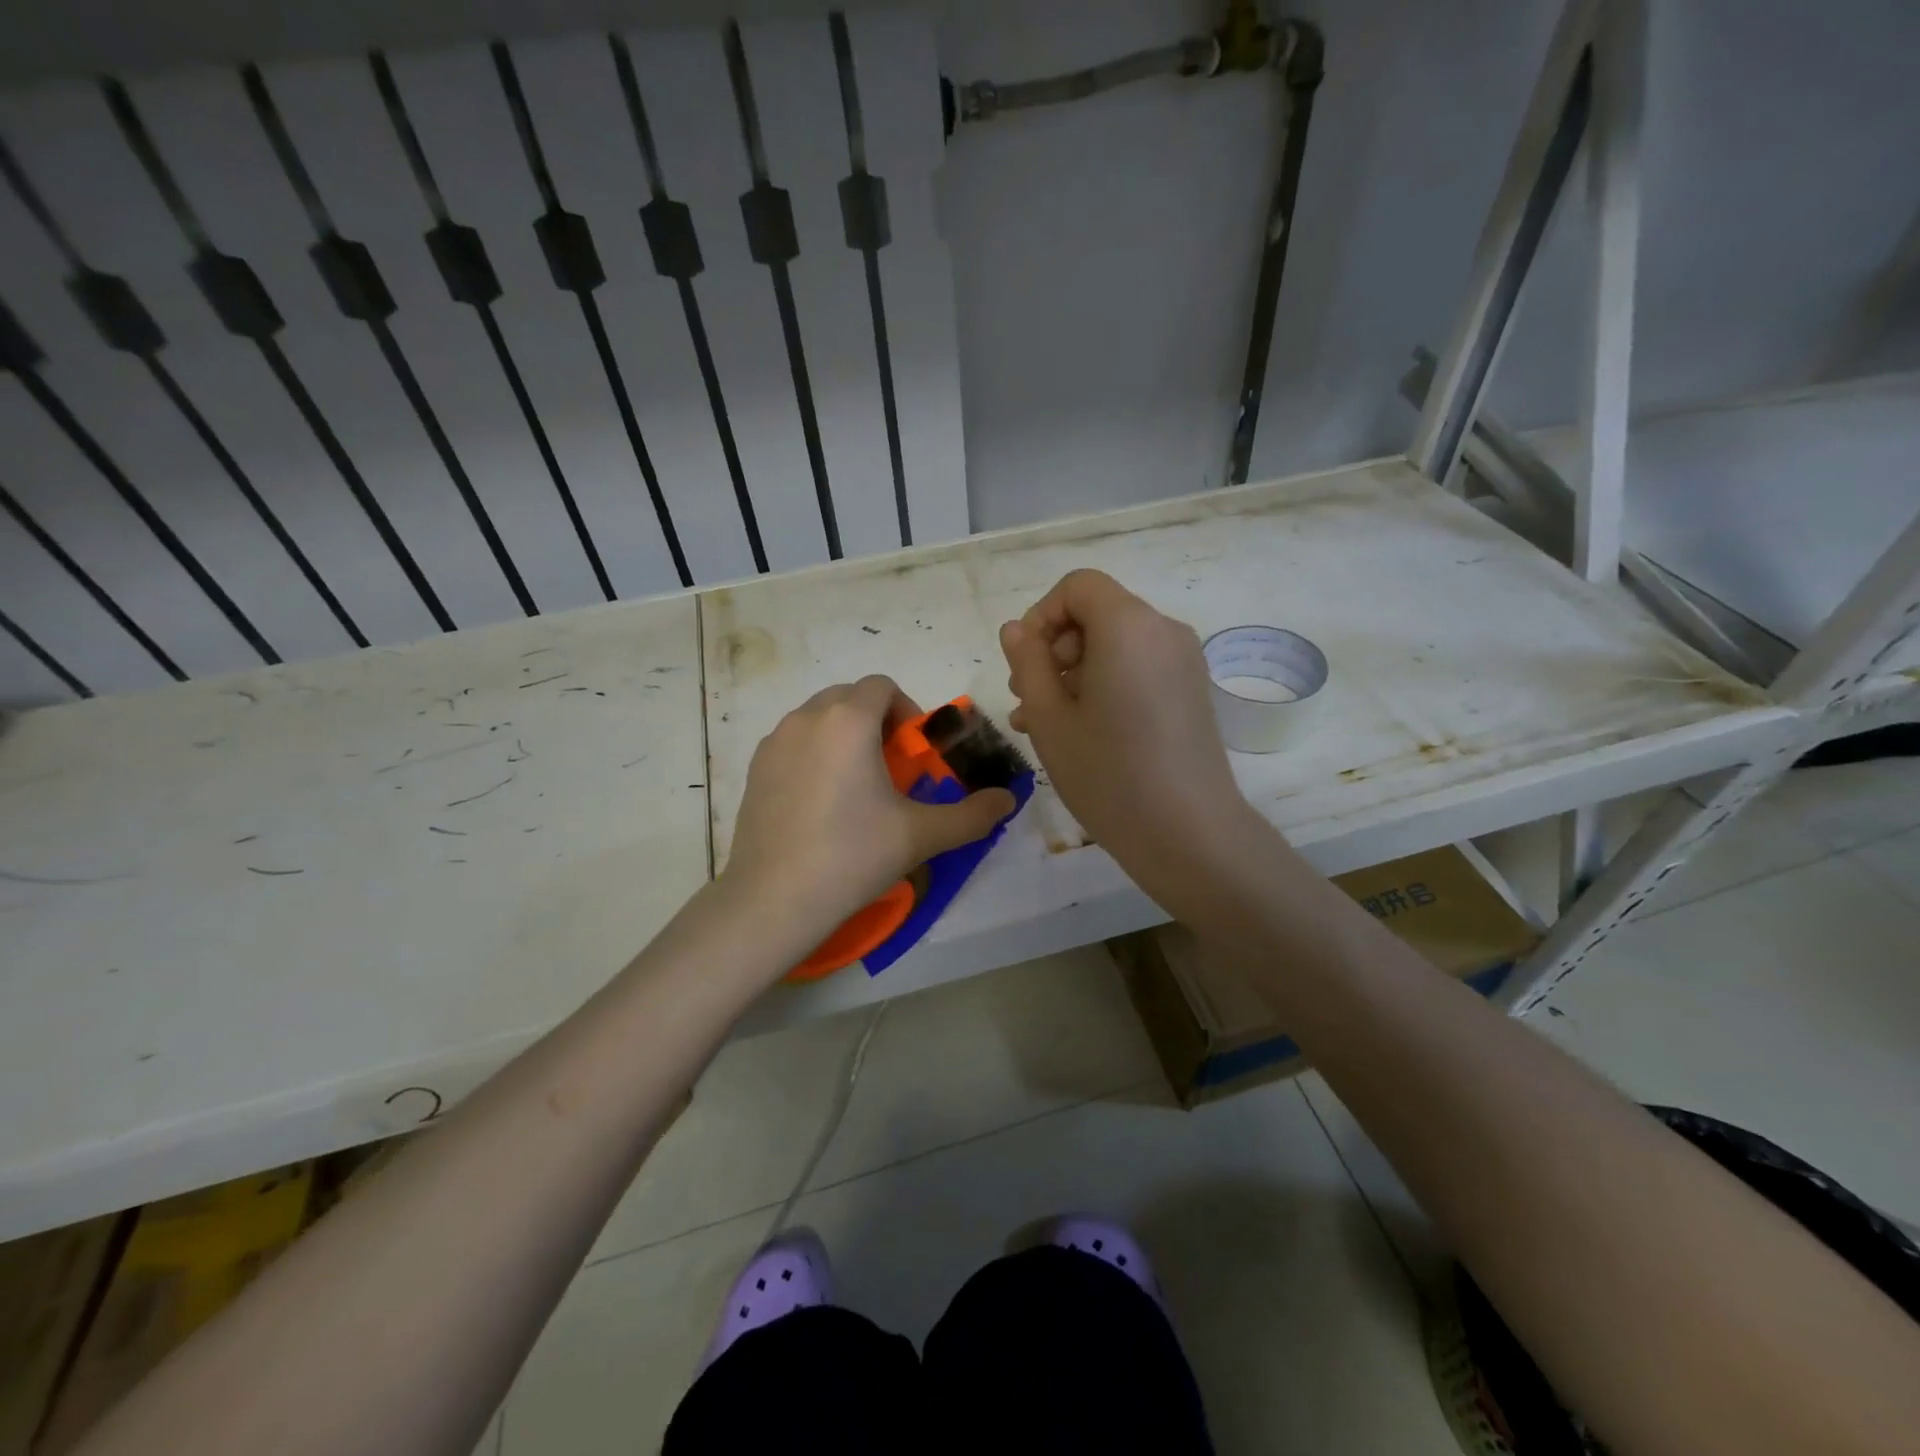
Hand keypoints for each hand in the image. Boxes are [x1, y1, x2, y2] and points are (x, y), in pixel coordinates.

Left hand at [721, 676, 1016, 960]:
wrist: (774, 898)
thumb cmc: (853, 855)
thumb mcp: (921, 835)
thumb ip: (972, 814)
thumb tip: (1008, 800)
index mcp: (848, 720)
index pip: (882, 686)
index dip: (906, 711)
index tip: (912, 754)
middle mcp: (806, 718)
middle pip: (850, 697)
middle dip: (875, 722)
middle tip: (889, 771)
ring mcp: (774, 742)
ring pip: (818, 719)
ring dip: (844, 737)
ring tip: (855, 788)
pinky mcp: (755, 768)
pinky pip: (793, 743)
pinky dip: (814, 755)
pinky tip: (819, 805)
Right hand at [1000, 569, 1253, 912]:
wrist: (1188, 833)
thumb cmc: (1108, 774)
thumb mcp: (1049, 718)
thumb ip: (1028, 662)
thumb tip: (1017, 629)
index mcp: (1128, 626)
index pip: (1078, 587)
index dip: (1042, 616)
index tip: (1024, 664)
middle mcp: (1164, 631)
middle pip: (1097, 614)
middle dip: (1055, 650)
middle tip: (1027, 702)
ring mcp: (1184, 662)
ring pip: (1115, 646)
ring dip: (1074, 673)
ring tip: (1044, 725)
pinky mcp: (1192, 691)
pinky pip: (1138, 669)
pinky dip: (1106, 685)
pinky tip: (1083, 731)